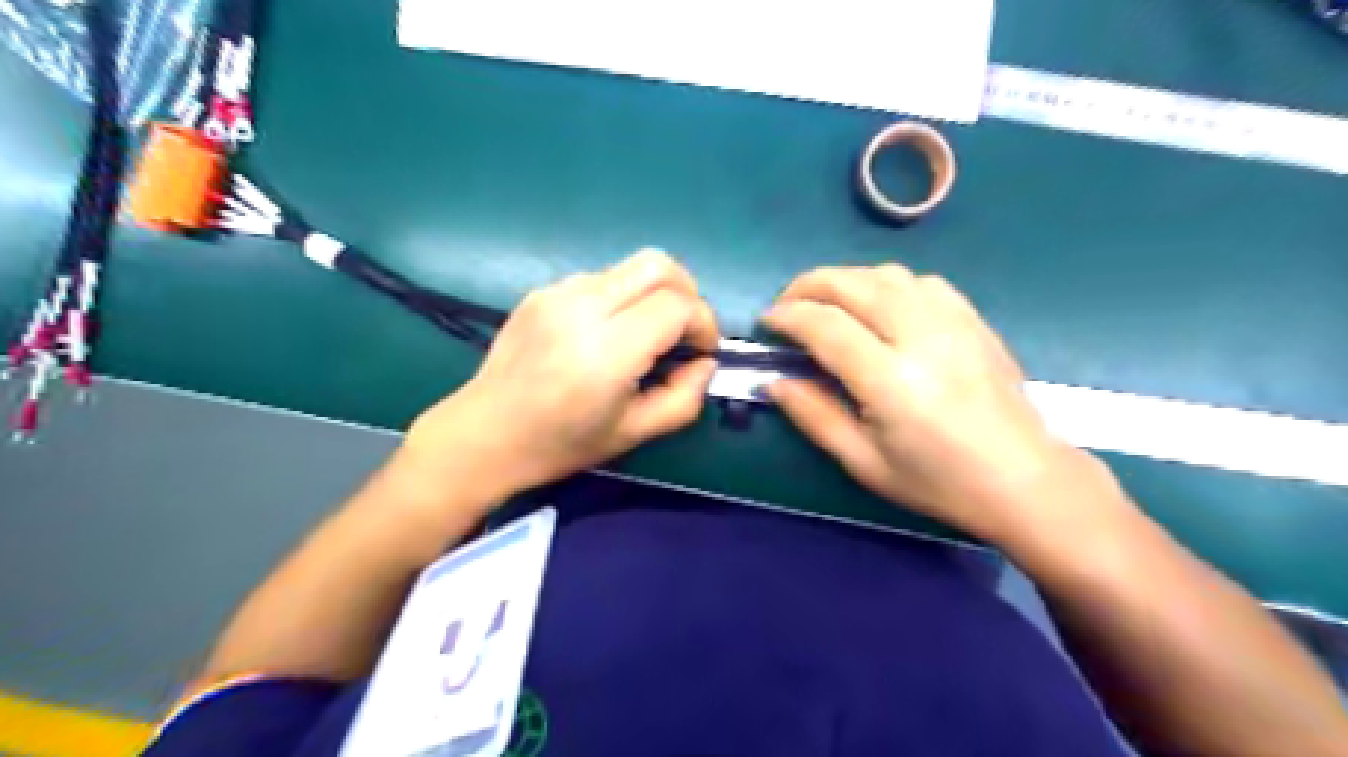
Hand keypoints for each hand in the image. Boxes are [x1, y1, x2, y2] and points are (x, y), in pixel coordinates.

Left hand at [396, 251, 722, 510]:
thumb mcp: (634, 433)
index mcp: (606, 351)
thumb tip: (705, 363)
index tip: (704, 350)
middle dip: (687, 292)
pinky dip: (622, 297)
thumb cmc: (561, 443)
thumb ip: (684, 398)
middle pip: (658, 265)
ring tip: (645, 335)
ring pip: (630, 268)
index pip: (676, 305)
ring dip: (653, 294)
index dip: (704, 323)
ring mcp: (558, 293)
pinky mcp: (542, 290)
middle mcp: (582, 307)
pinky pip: (600, 278)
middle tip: (686, 330)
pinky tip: (607, 333)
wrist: (484, 434)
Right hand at [762, 265, 1123, 542]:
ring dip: (846, 280)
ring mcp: (953, 322)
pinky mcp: (973, 319)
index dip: (788, 315)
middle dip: (808, 285)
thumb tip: (774, 382)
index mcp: (890, 380)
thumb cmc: (937, 480)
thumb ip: (813, 416)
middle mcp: (920, 337)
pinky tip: (879, 306)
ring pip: (886, 274)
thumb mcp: (863, 461)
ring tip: (827, 304)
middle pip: (853, 284)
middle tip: (787, 303)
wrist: (1023, 478)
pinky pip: (921, 281)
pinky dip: (886, 283)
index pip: (825, 325)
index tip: (767, 321)